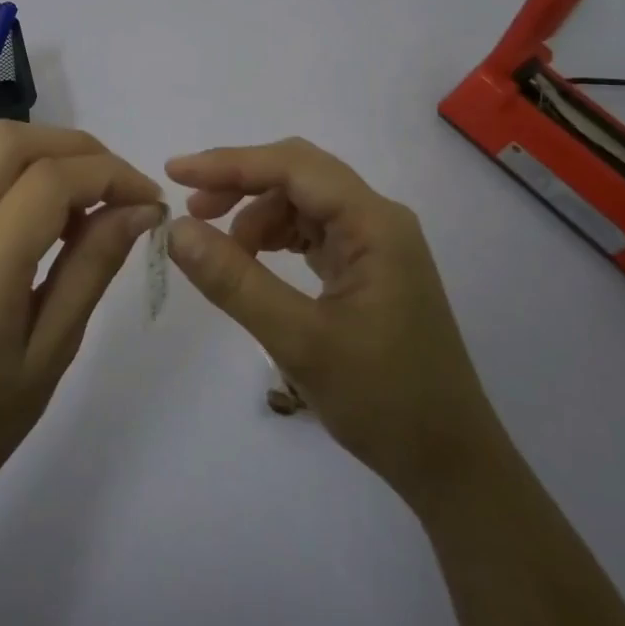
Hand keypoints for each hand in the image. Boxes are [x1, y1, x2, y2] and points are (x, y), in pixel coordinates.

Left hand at [0, 122, 162, 510]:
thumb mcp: (53, 351)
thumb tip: (140, 209)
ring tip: (92, 208)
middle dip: (78, 149)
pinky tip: (53, 223)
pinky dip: (26, 177)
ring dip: (52, 157)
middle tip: (121, 190)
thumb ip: (93, 268)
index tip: (151, 202)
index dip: (109, 176)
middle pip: (11, 142)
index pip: (47, 183)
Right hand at [165, 138, 496, 493]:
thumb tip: (176, 230)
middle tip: (191, 211)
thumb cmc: (383, 400)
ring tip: (219, 250)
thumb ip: (235, 281)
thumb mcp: (299, 341)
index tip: (175, 175)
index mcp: (374, 224)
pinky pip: (313, 231)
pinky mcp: (368, 268)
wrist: (449, 462)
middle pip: (299, 175)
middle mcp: (378, 220)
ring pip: (303, 202)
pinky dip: (275, 237)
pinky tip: (252, 262)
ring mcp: (376, 244)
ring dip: (256, 214)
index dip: (230, 163)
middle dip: (241, 183)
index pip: (294, 166)